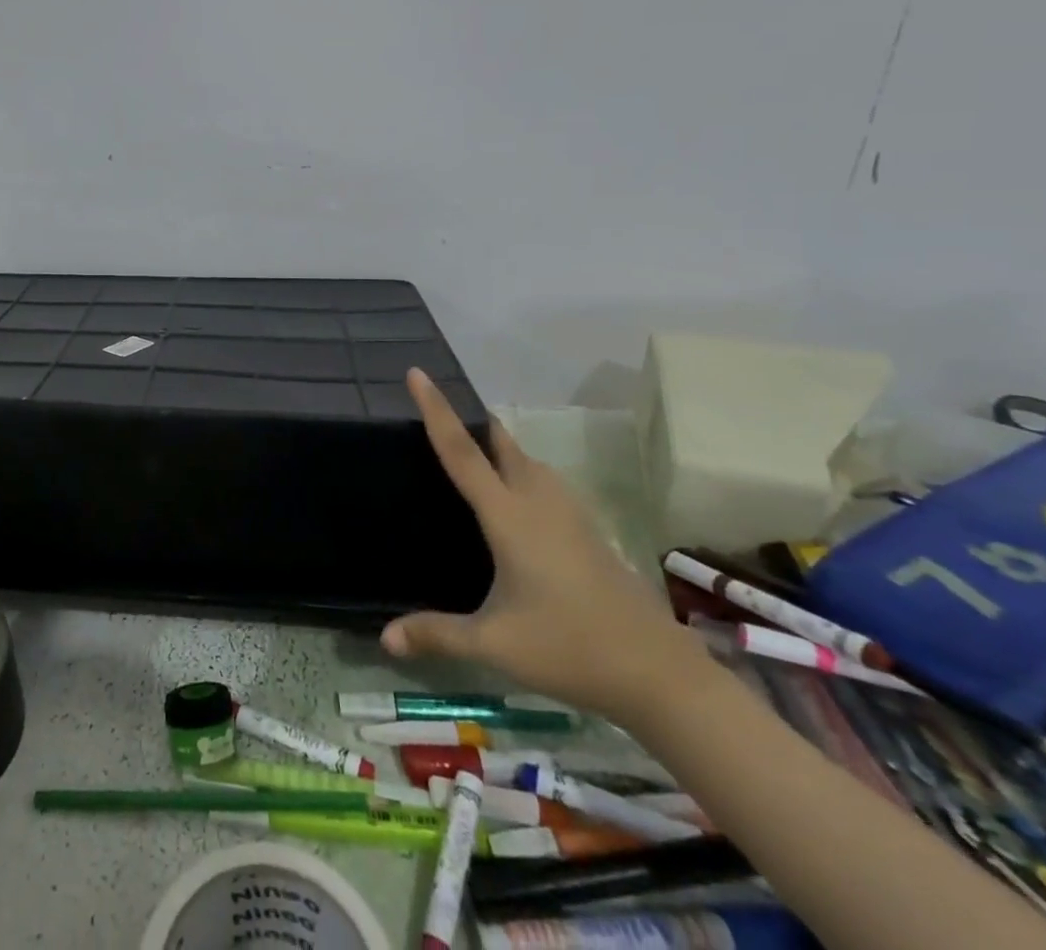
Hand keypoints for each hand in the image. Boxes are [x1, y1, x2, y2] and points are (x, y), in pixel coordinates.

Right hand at [381, 369, 714, 724]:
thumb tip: (385, 638)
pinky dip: (524, 473)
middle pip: (502, 445)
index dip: (436, 410)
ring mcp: (570, 514)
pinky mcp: (589, 531)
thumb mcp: (494, 644)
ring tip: (478, 451)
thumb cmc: (569, 648)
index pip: (462, 451)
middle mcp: (538, 502)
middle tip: (445, 413)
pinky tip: (522, 500)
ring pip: (530, 462)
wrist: (659, 673)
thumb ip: (438, 635)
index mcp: (509, 516)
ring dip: (502, 448)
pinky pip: (547, 483)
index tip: (417, 373)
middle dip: (474, 422)